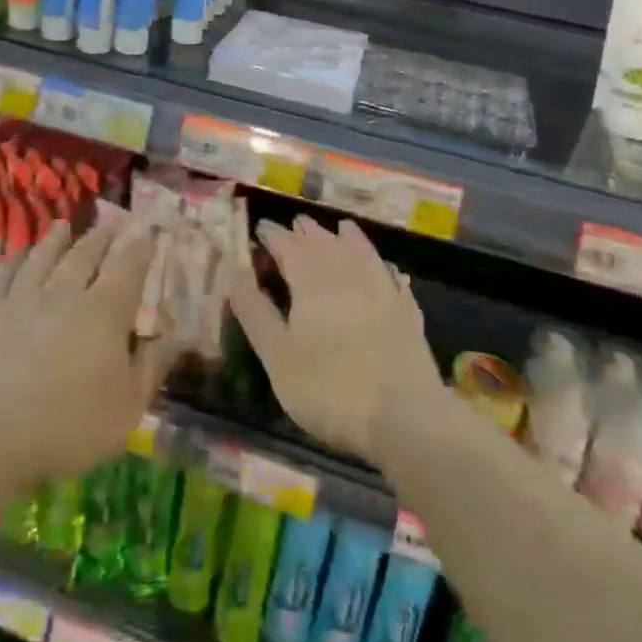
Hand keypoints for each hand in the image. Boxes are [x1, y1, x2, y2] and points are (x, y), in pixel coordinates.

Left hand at [0, 220, 173, 486]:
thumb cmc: (68, 427)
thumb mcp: (127, 407)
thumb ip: (154, 365)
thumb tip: (182, 334)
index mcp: (104, 311)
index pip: (128, 267)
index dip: (140, 246)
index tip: (148, 231)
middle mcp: (65, 293)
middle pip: (85, 254)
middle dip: (101, 238)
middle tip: (110, 225)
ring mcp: (23, 299)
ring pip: (44, 257)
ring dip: (56, 239)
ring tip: (64, 225)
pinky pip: (5, 275)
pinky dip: (15, 260)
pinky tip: (18, 256)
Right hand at [230, 217, 445, 463]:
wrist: (405, 417)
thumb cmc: (329, 389)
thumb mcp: (278, 357)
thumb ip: (255, 312)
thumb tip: (235, 273)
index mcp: (311, 280)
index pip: (287, 245)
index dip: (272, 234)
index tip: (261, 228)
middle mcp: (347, 273)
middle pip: (324, 241)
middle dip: (307, 231)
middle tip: (295, 224)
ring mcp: (382, 289)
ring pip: (361, 251)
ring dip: (346, 237)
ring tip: (340, 228)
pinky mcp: (406, 310)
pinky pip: (391, 275)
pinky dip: (382, 265)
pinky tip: (385, 268)